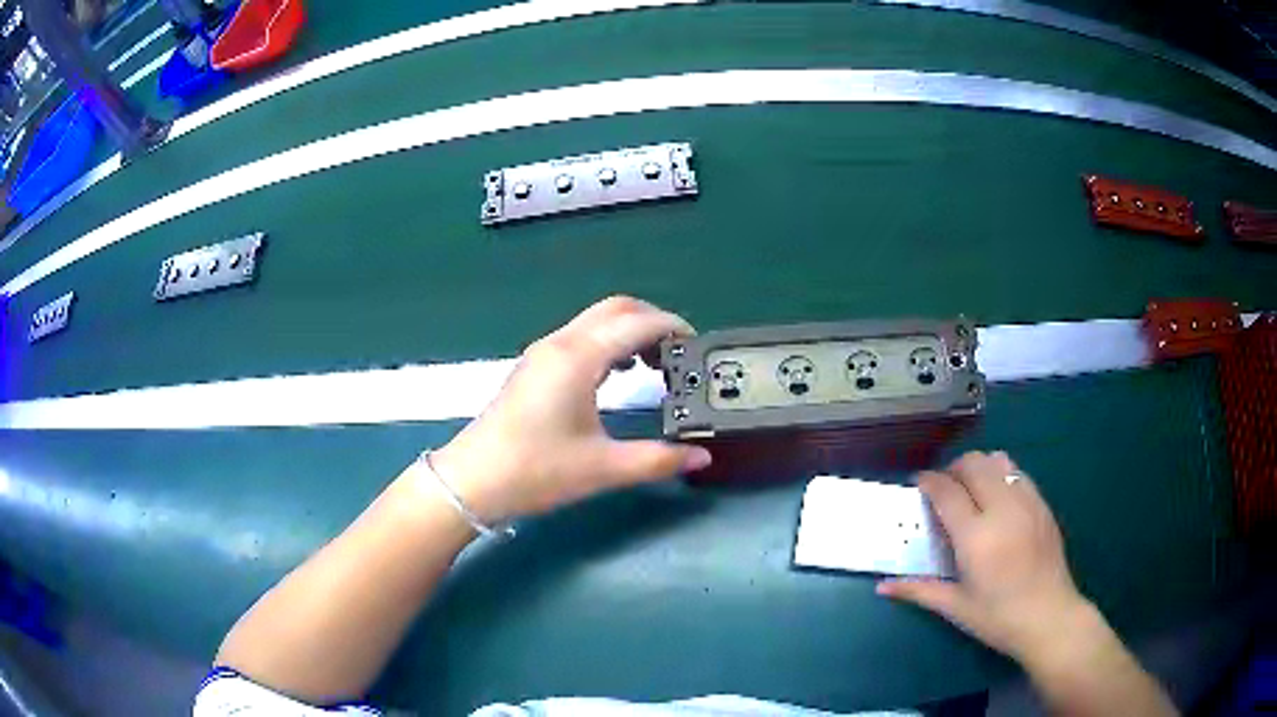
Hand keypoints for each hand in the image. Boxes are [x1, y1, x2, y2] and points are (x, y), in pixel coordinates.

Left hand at [430, 296, 712, 523]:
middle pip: (616, 308)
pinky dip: (608, 342)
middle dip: (653, 321)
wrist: (472, 481)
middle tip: (678, 354)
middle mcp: (561, 343)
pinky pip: (580, 337)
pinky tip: (618, 373)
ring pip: (595, 320)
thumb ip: (657, 460)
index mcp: (579, 358)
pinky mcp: (534, 367)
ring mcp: (543, 353)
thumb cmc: (536, 471)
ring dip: (629, 330)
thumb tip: (701, 457)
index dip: (673, 327)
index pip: (637, 323)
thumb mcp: (603, 468)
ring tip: (655, 365)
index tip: (698, 348)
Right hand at [878, 451, 1091, 661]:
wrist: (1049, 617)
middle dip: (953, 468)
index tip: (918, 483)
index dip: (929, 481)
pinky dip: (1001, 474)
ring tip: (970, 488)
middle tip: (943, 487)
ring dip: (979, 466)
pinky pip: (1018, 473)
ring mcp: (1026, 503)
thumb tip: (881, 587)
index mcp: (976, 537)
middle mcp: (1001, 510)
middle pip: (973, 464)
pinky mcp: (1042, 504)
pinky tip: (997, 499)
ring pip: (998, 461)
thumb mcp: (956, 607)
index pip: (947, 491)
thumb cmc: (998, 618)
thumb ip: (919, 590)